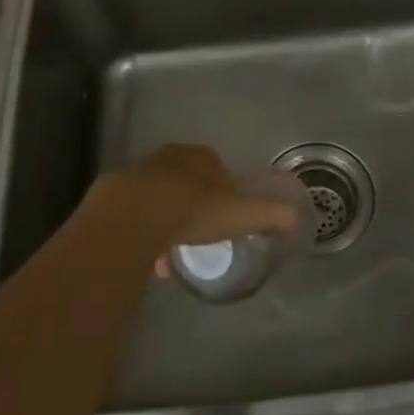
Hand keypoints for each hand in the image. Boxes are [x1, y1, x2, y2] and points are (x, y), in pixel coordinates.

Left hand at [82, 144, 300, 254]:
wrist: (131, 217)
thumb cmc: (192, 209)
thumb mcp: (243, 213)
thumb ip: (274, 215)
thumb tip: (300, 221)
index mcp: (200, 156)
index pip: (218, 168)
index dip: (225, 192)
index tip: (228, 216)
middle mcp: (168, 158)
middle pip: (187, 181)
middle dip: (194, 206)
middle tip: (202, 235)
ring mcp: (138, 174)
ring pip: (159, 199)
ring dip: (168, 222)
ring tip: (174, 253)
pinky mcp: (112, 196)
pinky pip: (135, 216)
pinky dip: (144, 233)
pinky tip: (150, 258)